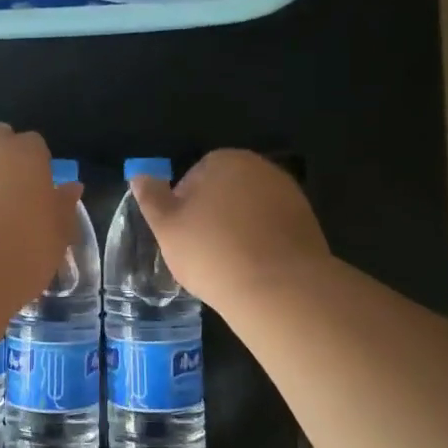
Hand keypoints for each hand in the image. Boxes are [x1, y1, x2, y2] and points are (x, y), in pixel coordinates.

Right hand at [131, 150, 329, 309]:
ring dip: (237, 229)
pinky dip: (261, 242)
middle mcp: (261, 168)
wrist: (278, 288)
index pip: (193, 177)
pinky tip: (253, 268)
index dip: (182, 207)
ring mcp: (289, 194)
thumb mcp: (166, 227)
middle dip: (212, 215)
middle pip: (224, 191)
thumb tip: (139, 175)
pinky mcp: (307, 222)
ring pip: (249, 210)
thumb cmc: (212, 252)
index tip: (181, 236)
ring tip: (228, 263)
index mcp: (225, 160)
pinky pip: (272, 228)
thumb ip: (151, 197)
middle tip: (201, 251)